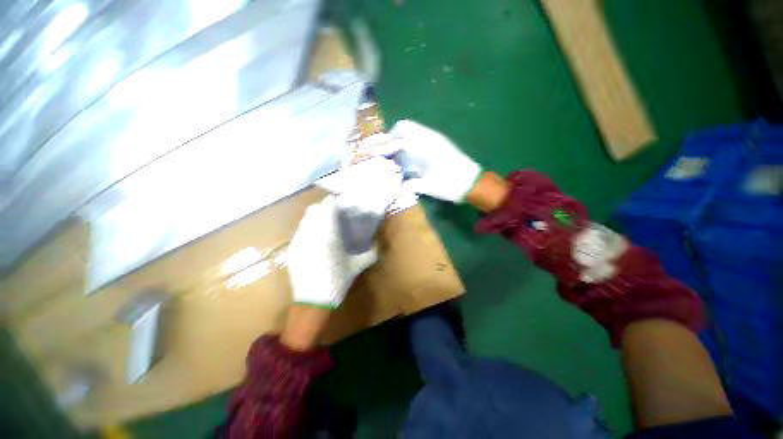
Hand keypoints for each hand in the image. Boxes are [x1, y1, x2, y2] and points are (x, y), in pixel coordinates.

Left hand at [289, 159, 401, 308]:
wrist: (313, 301)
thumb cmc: (337, 282)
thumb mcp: (356, 267)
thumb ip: (370, 254)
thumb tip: (378, 245)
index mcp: (328, 234)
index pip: (327, 207)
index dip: (333, 203)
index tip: (340, 205)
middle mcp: (311, 233)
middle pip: (313, 210)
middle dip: (323, 208)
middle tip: (334, 214)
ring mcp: (299, 241)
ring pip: (304, 219)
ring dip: (314, 217)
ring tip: (324, 224)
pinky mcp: (292, 249)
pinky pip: (299, 231)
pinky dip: (307, 228)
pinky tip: (315, 238)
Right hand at [390, 120, 481, 202]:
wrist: (472, 183)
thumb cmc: (450, 183)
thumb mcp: (428, 186)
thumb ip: (410, 185)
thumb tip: (394, 188)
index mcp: (426, 142)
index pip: (402, 128)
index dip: (390, 138)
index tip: (383, 152)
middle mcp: (430, 136)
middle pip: (406, 129)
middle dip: (394, 141)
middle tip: (387, 157)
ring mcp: (435, 140)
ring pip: (413, 134)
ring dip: (402, 144)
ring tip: (396, 160)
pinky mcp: (439, 146)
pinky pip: (420, 140)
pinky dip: (410, 147)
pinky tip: (409, 162)